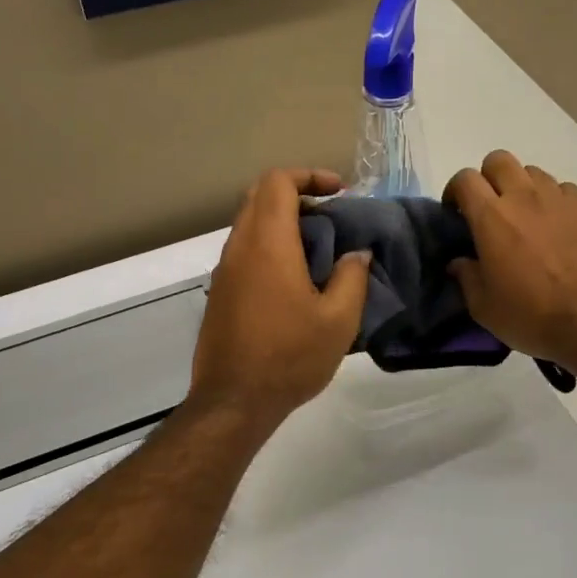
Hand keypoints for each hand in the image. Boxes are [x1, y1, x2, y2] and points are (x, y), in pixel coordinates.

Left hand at [189, 168, 370, 429]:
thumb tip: (357, 254)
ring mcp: (224, 272)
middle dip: (297, 195)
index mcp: (267, 245)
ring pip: (249, 225)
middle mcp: (239, 248)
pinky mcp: (219, 294)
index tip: (339, 193)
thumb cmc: (290, 357)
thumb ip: (352, 278)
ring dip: (282, 224)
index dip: (309, 176)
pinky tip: (294, 281)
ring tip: (318, 251)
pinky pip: (244, 252)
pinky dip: (269, 247)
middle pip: (259, 197)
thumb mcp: (339, 321)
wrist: (234, 401)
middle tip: (330, 218)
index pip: (278, 182)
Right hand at [445, 150, 576, 375]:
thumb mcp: (483, 306)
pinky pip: (564, 189)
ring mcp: (559, 199)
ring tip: (525, 217)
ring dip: (522, 187)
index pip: (464, 179)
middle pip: (499, 160)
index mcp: (491, 217)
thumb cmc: (530, 315)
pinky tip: (555, 225)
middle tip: (489, 208)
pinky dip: (553, 200)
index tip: (456, 214)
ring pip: (533, 171)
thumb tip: (459, 262)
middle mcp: (524, 197)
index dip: (455, 191)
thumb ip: (466, 277)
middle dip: (488, 178)